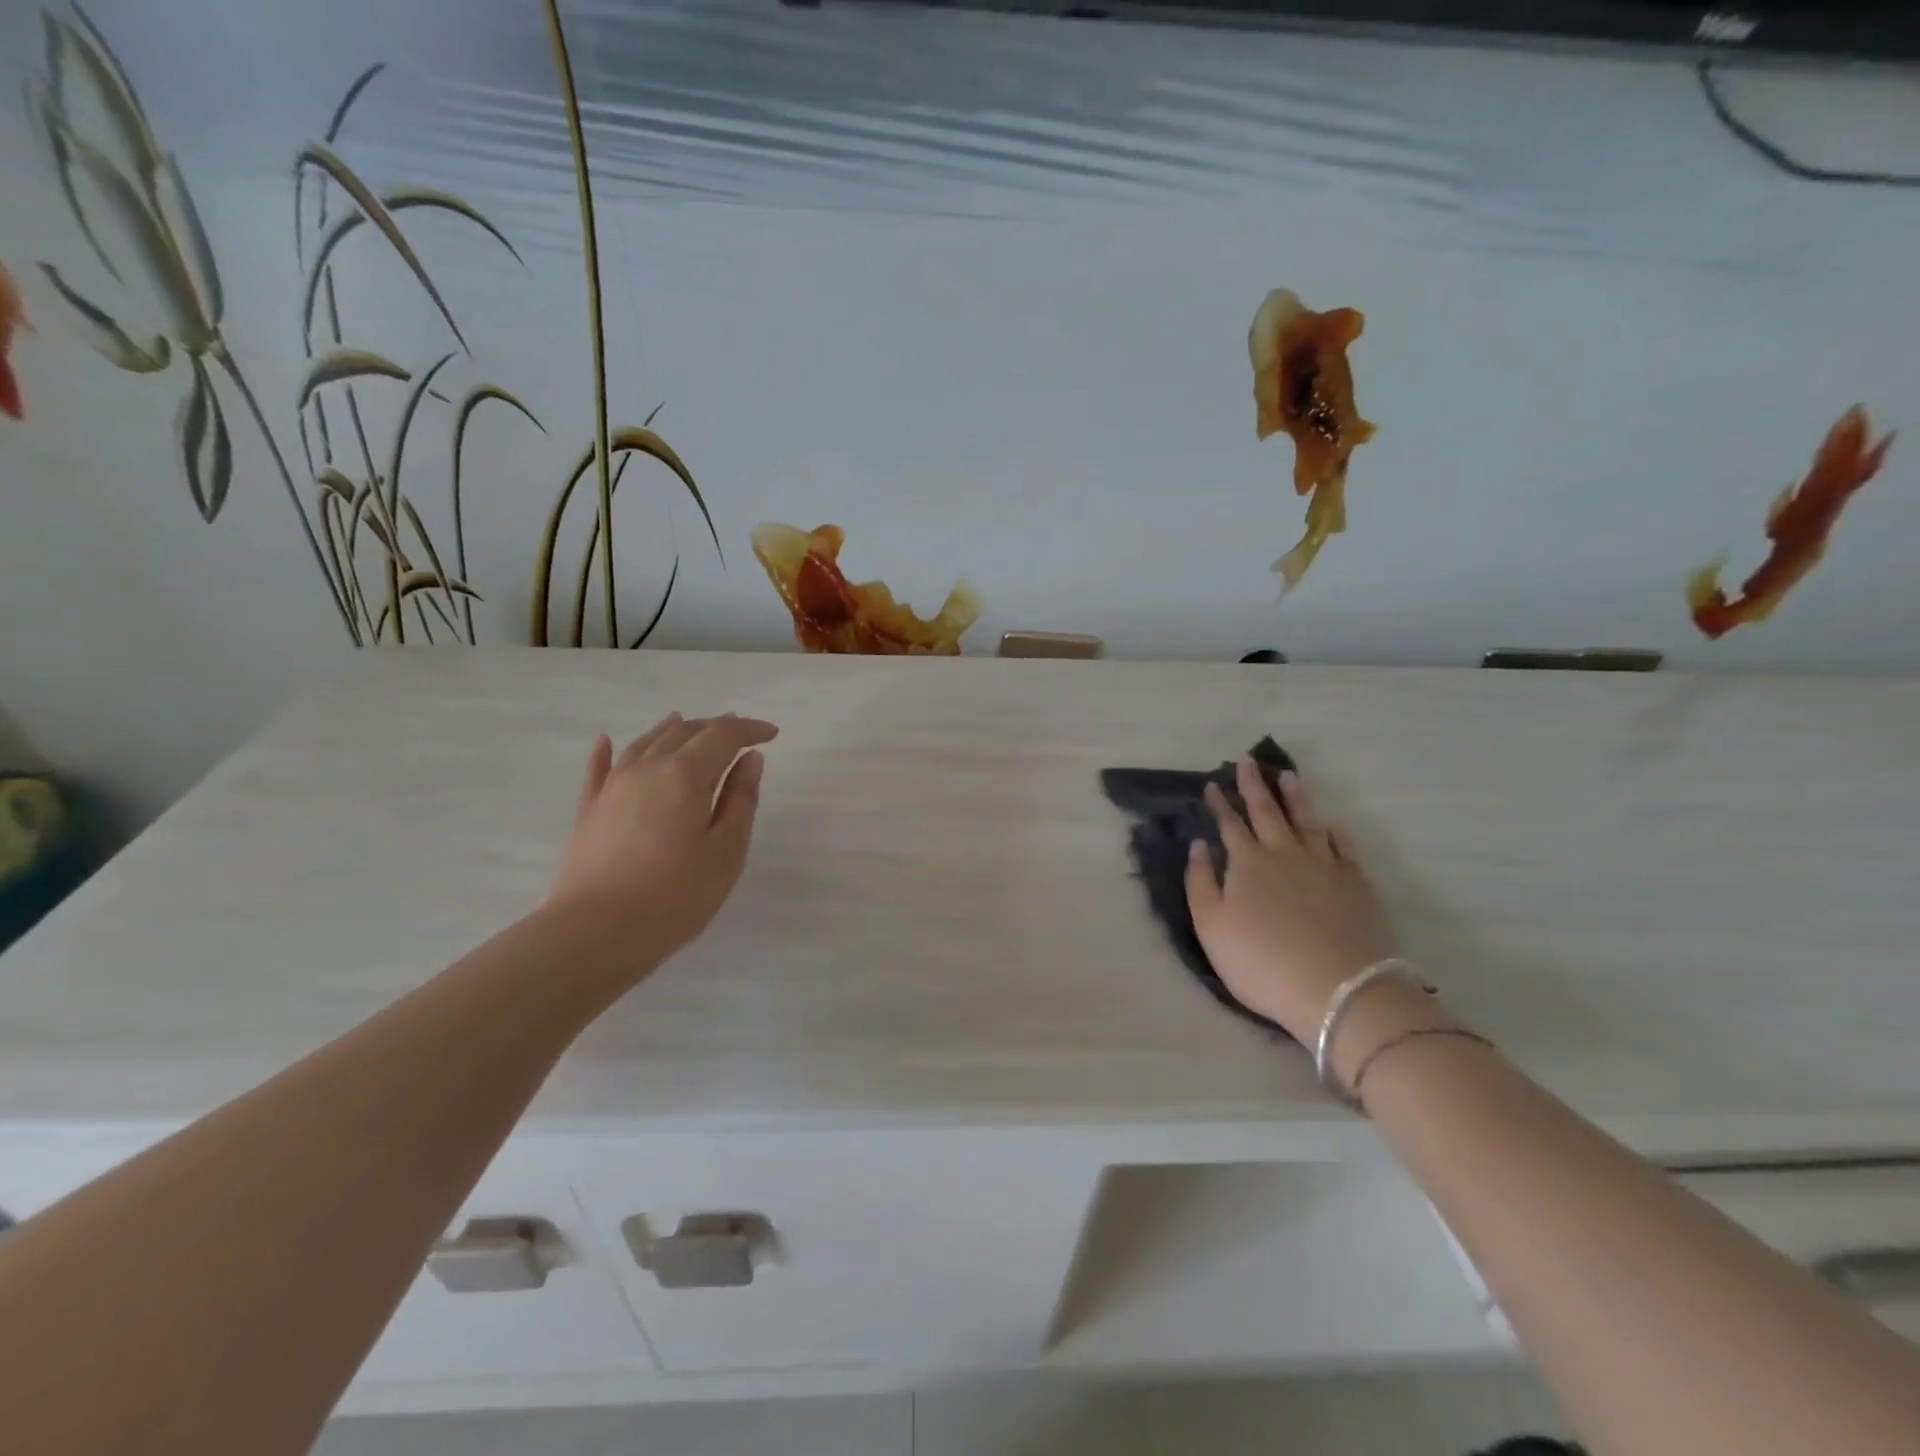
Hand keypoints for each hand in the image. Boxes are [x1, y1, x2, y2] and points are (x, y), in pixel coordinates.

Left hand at [548, 712, 778, 968]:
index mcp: (685, 774)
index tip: (772, 735)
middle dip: (714, 727)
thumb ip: (740, 800)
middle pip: (683, 732)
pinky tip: (606, 741)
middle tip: (738, 733)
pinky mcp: (589, 811)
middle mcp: (647, 768)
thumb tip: (749, 760)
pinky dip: (608, 752)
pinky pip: (599, 770)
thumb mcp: (726, 850)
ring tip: (686, 723)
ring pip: (645, 744)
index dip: (749, 730)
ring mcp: (612, 787)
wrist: (596, 933)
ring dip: (671, 730)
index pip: (723, 736)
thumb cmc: (676, 894)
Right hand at [1184, 761, 1395, 1042]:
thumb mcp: (1211, 925)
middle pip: (1267, 811)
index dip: (1221, 804)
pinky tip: (1330, 824)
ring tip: (1288, 775)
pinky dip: (1333, 831)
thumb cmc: (1260, 960)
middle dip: (1254, 785)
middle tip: (1248, 762)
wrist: (1335, 988)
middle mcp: (1285, 853)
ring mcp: (1324, 865)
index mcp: (1248, 862)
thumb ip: (1200, 881)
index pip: (1230, 824)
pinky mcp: (1355, 883)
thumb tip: (1198, 844)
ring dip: (1295, 797)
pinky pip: (1342, 847)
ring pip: (1306, 820)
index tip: (1213, 783)